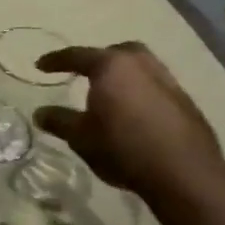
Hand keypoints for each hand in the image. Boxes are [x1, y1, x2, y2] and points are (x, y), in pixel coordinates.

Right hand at [33, 42, 224, 197]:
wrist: (184, 172)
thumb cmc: (123, 148)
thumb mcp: (81, 137)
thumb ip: (59, 121)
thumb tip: (39, 113)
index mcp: (111, 66)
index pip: (77, 56)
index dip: (55, 61)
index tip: (40, 66)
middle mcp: (141, 64)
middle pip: (116, 52)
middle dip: (98, 59)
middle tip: (84, 73)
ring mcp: (167, 81)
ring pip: (140, 67)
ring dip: (123, 75)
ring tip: (111, 93)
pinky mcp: (185, 101)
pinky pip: (155, 86)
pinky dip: (140, 92)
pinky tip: (135, 113)